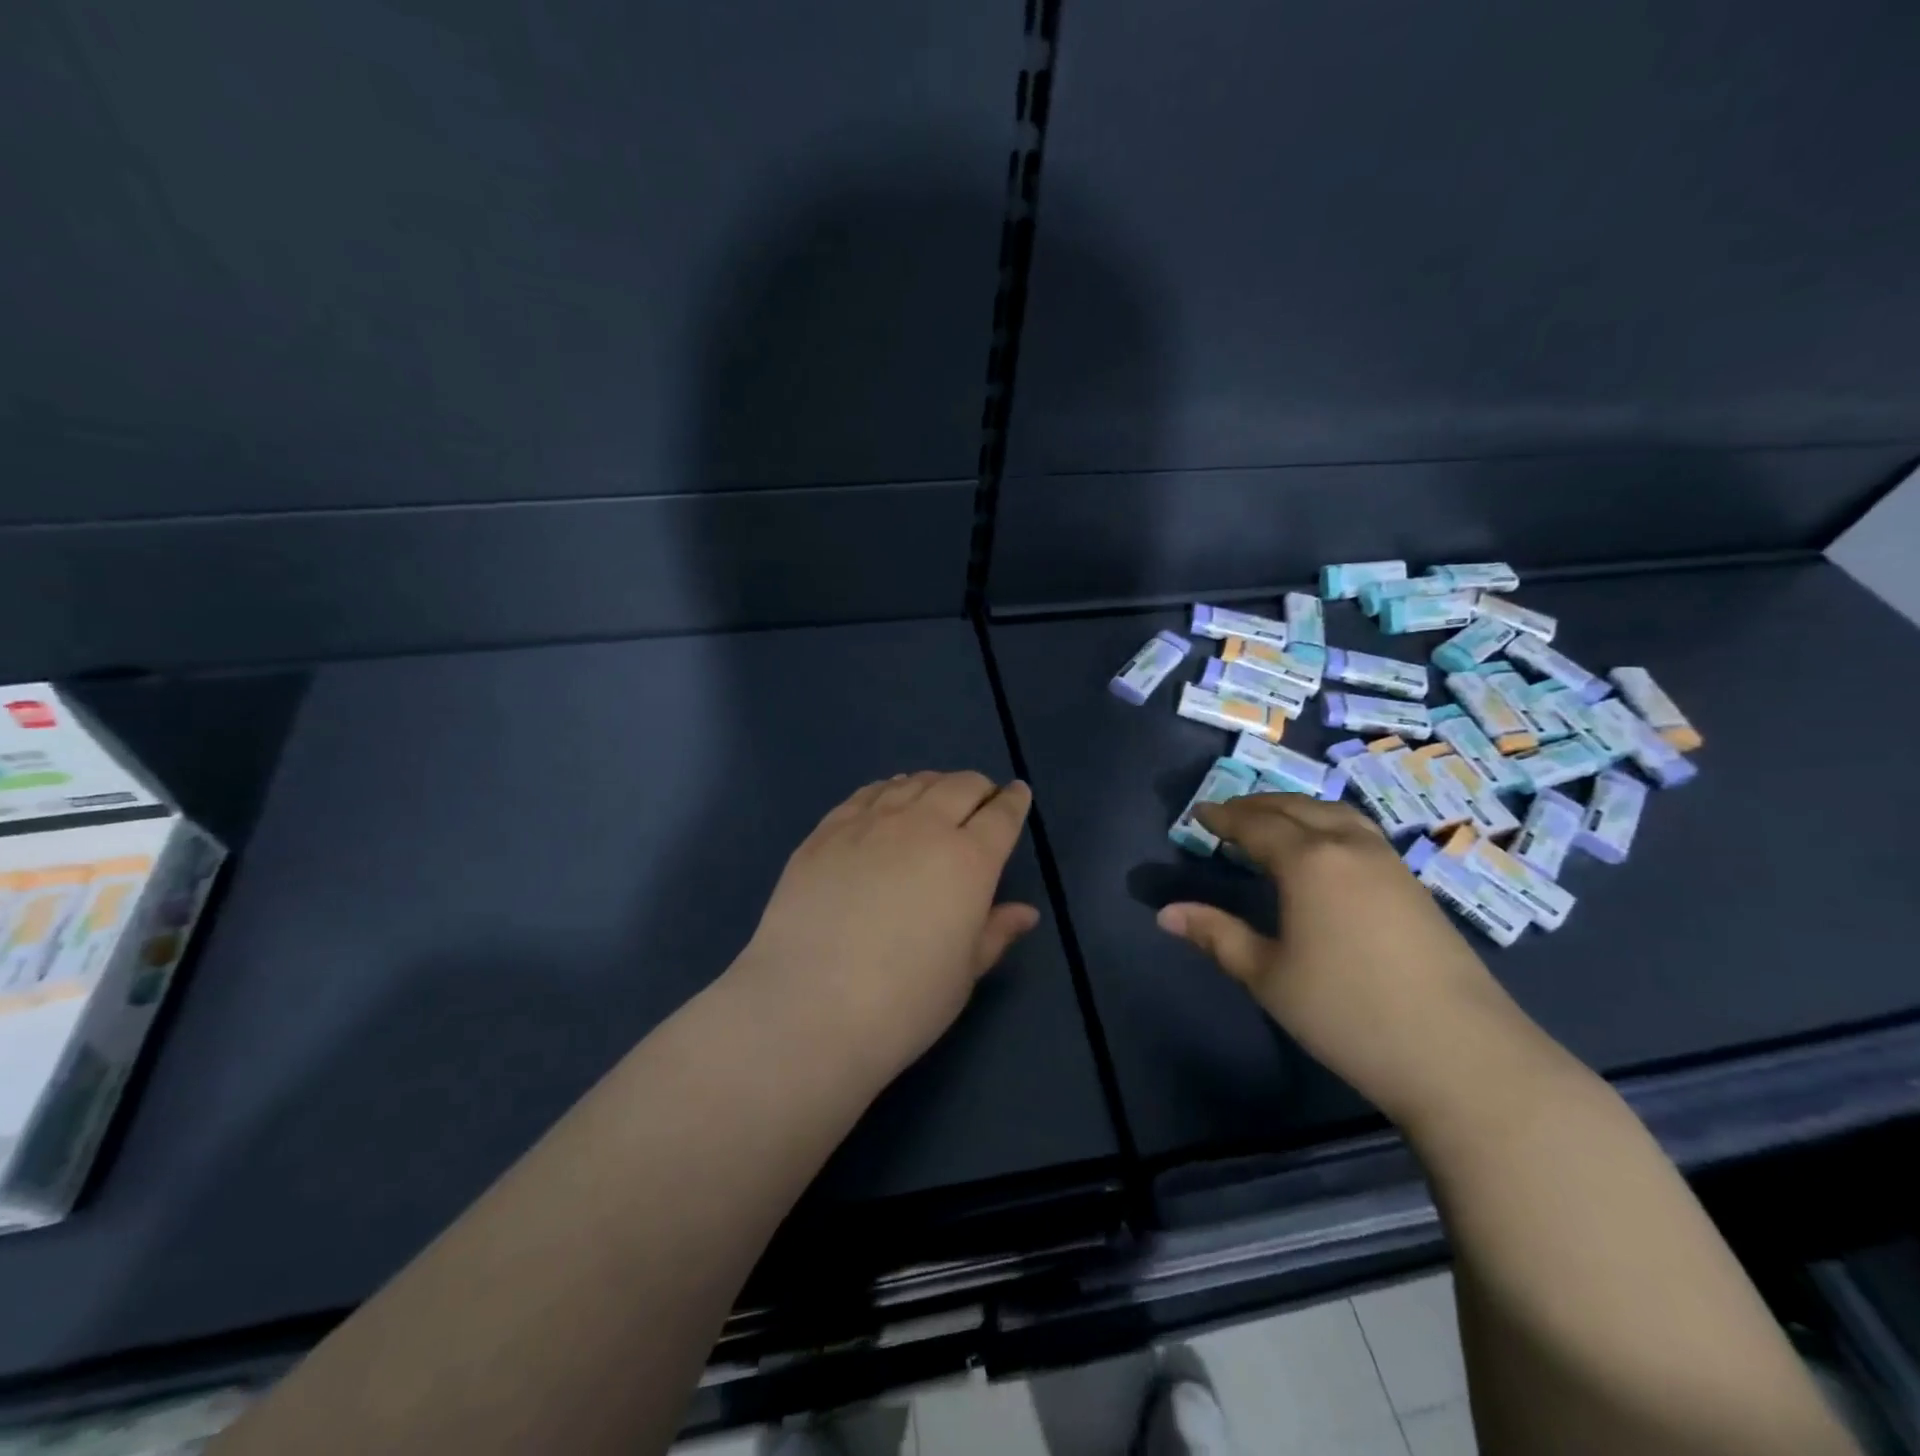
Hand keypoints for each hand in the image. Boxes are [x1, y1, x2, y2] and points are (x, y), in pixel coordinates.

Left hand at [731, 771, 1039, 1082]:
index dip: (1014, 801)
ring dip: (934, 784)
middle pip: (959, 787)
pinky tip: (888, 797)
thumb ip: (995, 932)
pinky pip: (867, 794)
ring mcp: (871, 824)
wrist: (809, 1006)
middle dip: (978, 788)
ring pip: (912, 784)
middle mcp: (923, 827)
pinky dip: (889, 789)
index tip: (1018, 793)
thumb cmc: (904, 1001)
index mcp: (968, 861)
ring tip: (937, 795)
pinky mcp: (828, 831)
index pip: (1001, 816)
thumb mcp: (963, 974)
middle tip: (981, 799)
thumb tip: (1025, 912)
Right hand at [1155, 794, 1533, 1127]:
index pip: (1257, 825)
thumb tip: (1166, 913)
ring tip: (1274, 823)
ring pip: (1336, 814)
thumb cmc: (1349, 1013)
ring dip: (1297, 810)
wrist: (1463, 1055)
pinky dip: (1328, 825)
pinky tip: (1325, 853)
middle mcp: (1349, 848)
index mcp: (1309, 862)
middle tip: (1229, 814)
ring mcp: (1390, 864)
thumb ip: (1217, 936)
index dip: (1224, 817)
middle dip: (1258, 805)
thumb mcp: (1268, 977)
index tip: (1199, 813)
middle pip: (1297, 808)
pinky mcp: (1416, 887)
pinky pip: (1360, 833)